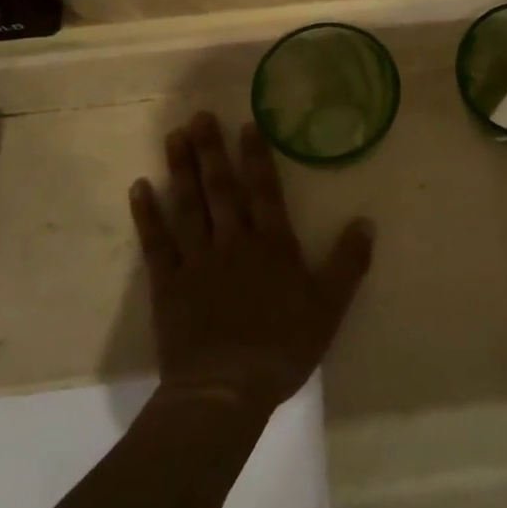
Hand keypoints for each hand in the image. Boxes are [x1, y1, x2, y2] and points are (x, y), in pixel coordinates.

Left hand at [130, 114, 373, 412]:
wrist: (225, 391)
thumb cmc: (282, 348)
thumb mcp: (329, 307)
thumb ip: (348, 263)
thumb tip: (366, 221)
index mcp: (272, 245)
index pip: (264, 191)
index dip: (256, 157)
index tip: (246, 124)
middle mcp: (233, 242)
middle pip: (221, 189)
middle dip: (211, 151)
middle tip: (199, 116)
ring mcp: (197, 261)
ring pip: (188, 206)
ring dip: (181, 170)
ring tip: (173, 137)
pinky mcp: (168, 284)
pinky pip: (156, 243)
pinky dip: (147, 215)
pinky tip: (140, 188)